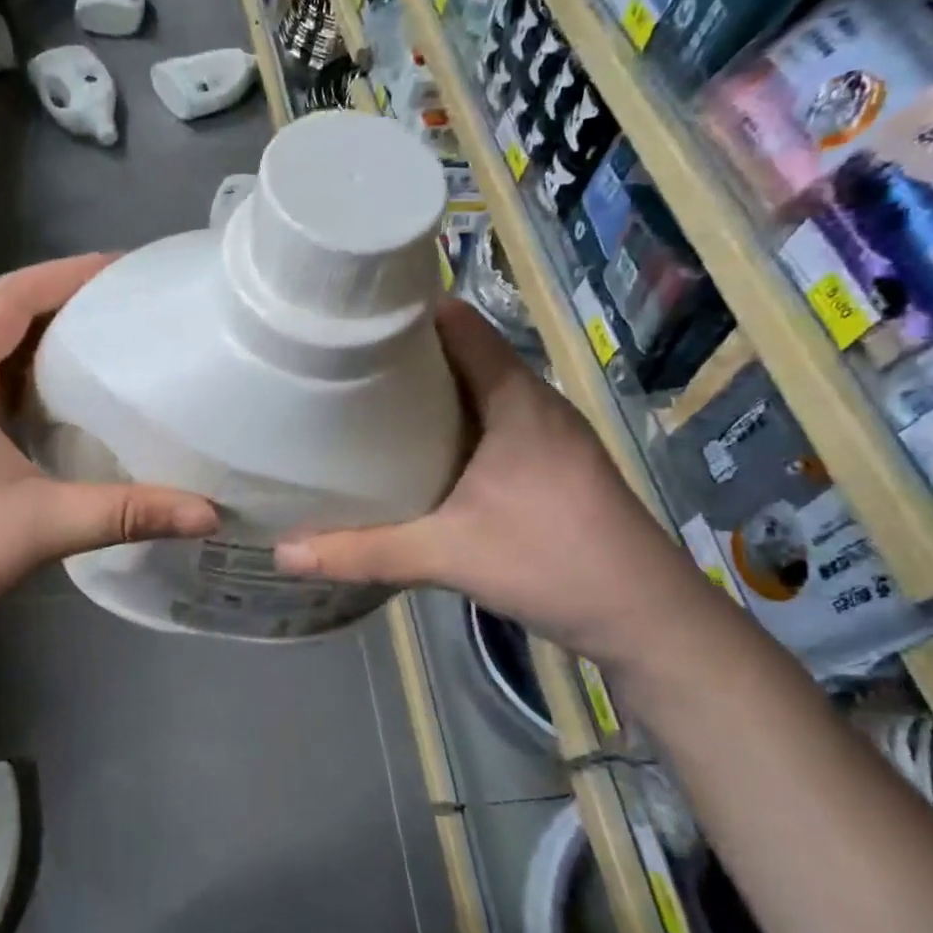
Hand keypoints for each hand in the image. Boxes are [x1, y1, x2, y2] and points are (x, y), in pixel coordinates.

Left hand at [0, 255, 218, 652]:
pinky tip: (70, 410)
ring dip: (48, 346)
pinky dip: (33, 387)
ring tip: (110, 348)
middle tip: (129, 308)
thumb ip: (125, 513)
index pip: (8, 298)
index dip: (64, 274)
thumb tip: (207, 513)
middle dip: (64, 305)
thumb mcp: (39, 527)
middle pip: (4, 320)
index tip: (122, 270)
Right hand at [275, 299, 709, 661]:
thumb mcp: (448, 556)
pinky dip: (448, 421)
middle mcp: (532, 402)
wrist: (649, 621)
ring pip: (475, 388)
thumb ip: (364, 552)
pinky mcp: (549, 463)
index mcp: (513, 398)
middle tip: (337, 362)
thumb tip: (284, 551)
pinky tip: (413, 452)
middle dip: (402, 353)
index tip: (348, 317)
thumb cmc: (554, 563)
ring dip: (425, 389)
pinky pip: (488, 419)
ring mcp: (546, 433)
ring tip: (362, 401)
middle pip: (461, 352)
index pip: (458, 322)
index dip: (405, 311)